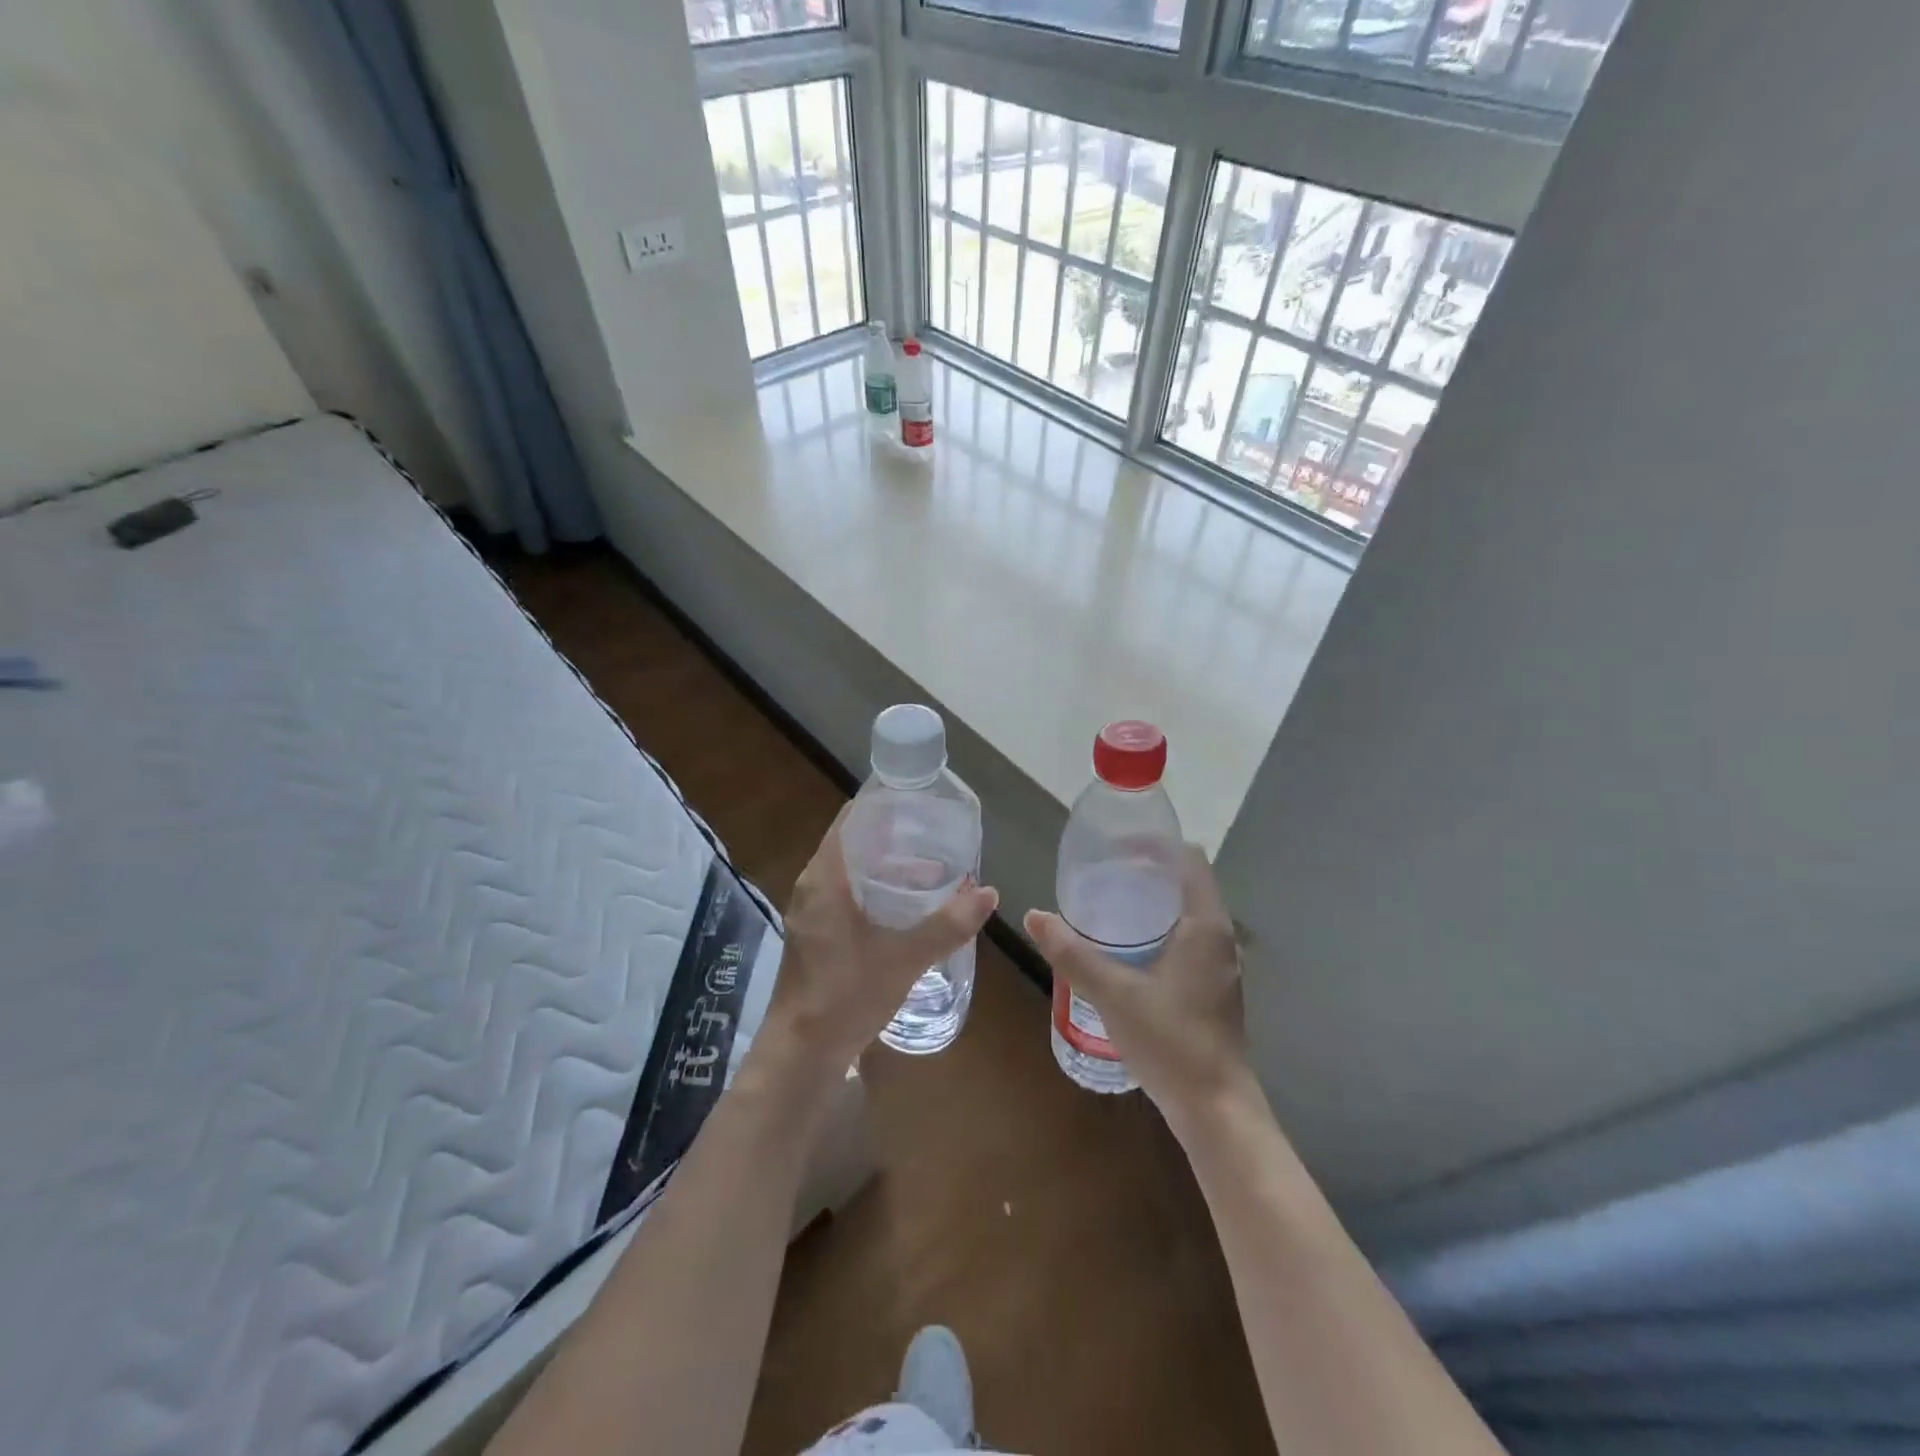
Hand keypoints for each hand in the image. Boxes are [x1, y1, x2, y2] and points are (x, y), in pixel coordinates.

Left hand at [762, 805, 997, 1083]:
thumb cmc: (846, 996)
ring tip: (934, 866)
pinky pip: (850, 894)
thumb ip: (947, 925)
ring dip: (889, 865)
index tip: (922, 803)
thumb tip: (989, 893)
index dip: (885, 805)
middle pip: (855, 842)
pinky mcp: (819, 933)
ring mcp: (813, 911)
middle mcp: (814, 886)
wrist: (802, 1053)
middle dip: (896, 836)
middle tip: (938, 834)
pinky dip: (879, 890)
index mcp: (825, 878)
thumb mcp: (903, 958)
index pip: (852, 820)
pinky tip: (910, 906)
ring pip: (854, 871)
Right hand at [1024, 845, 1248, 1127]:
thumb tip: (1034, 915)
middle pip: (1186, 884)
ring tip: (1108, 902)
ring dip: (1152, 902)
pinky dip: (1159, 929)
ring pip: (1186, 914)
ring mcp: (1219, 965)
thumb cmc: (1171, 1043)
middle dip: (1147, 871)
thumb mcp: (1114, 995)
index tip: (1115, 844)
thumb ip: (1073, 954)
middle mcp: (1219, 938)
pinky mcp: (1212, 988)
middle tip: (1101, 872)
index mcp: (1205, 926)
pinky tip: (1126, 949)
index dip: (1156, 845)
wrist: (1216, 1110)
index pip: (1189, 860)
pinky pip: (1186, 939)